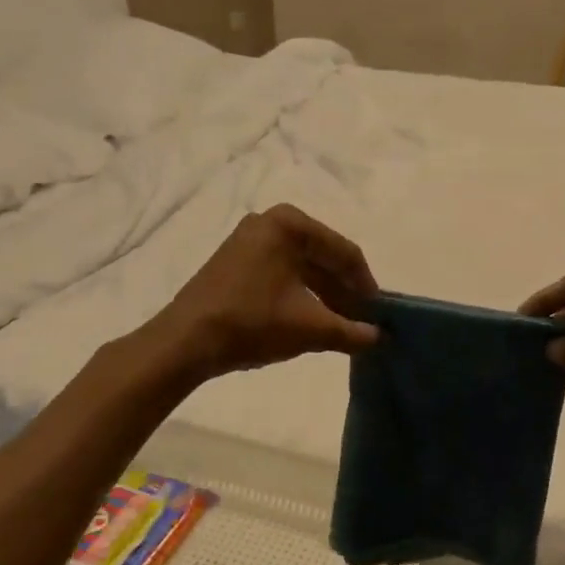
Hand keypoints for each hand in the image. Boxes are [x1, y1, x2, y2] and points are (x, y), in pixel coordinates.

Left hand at [148, 205, 380, 382]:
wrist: (184, 342)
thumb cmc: (252, 323)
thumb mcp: (311, 328)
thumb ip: (352, 331)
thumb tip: (379, 337)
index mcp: (290, 224)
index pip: (344, 252)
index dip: (366, 285)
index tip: (380, 313)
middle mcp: (269, 221)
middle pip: (323, 256)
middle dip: (345, 291)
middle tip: (363, 321)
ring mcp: (249, 239)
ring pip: (302, 266)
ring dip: (324, 295)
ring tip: (341, 325)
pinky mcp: (236, 260)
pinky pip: (281, 272)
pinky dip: (301, 294)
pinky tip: (312, 319)